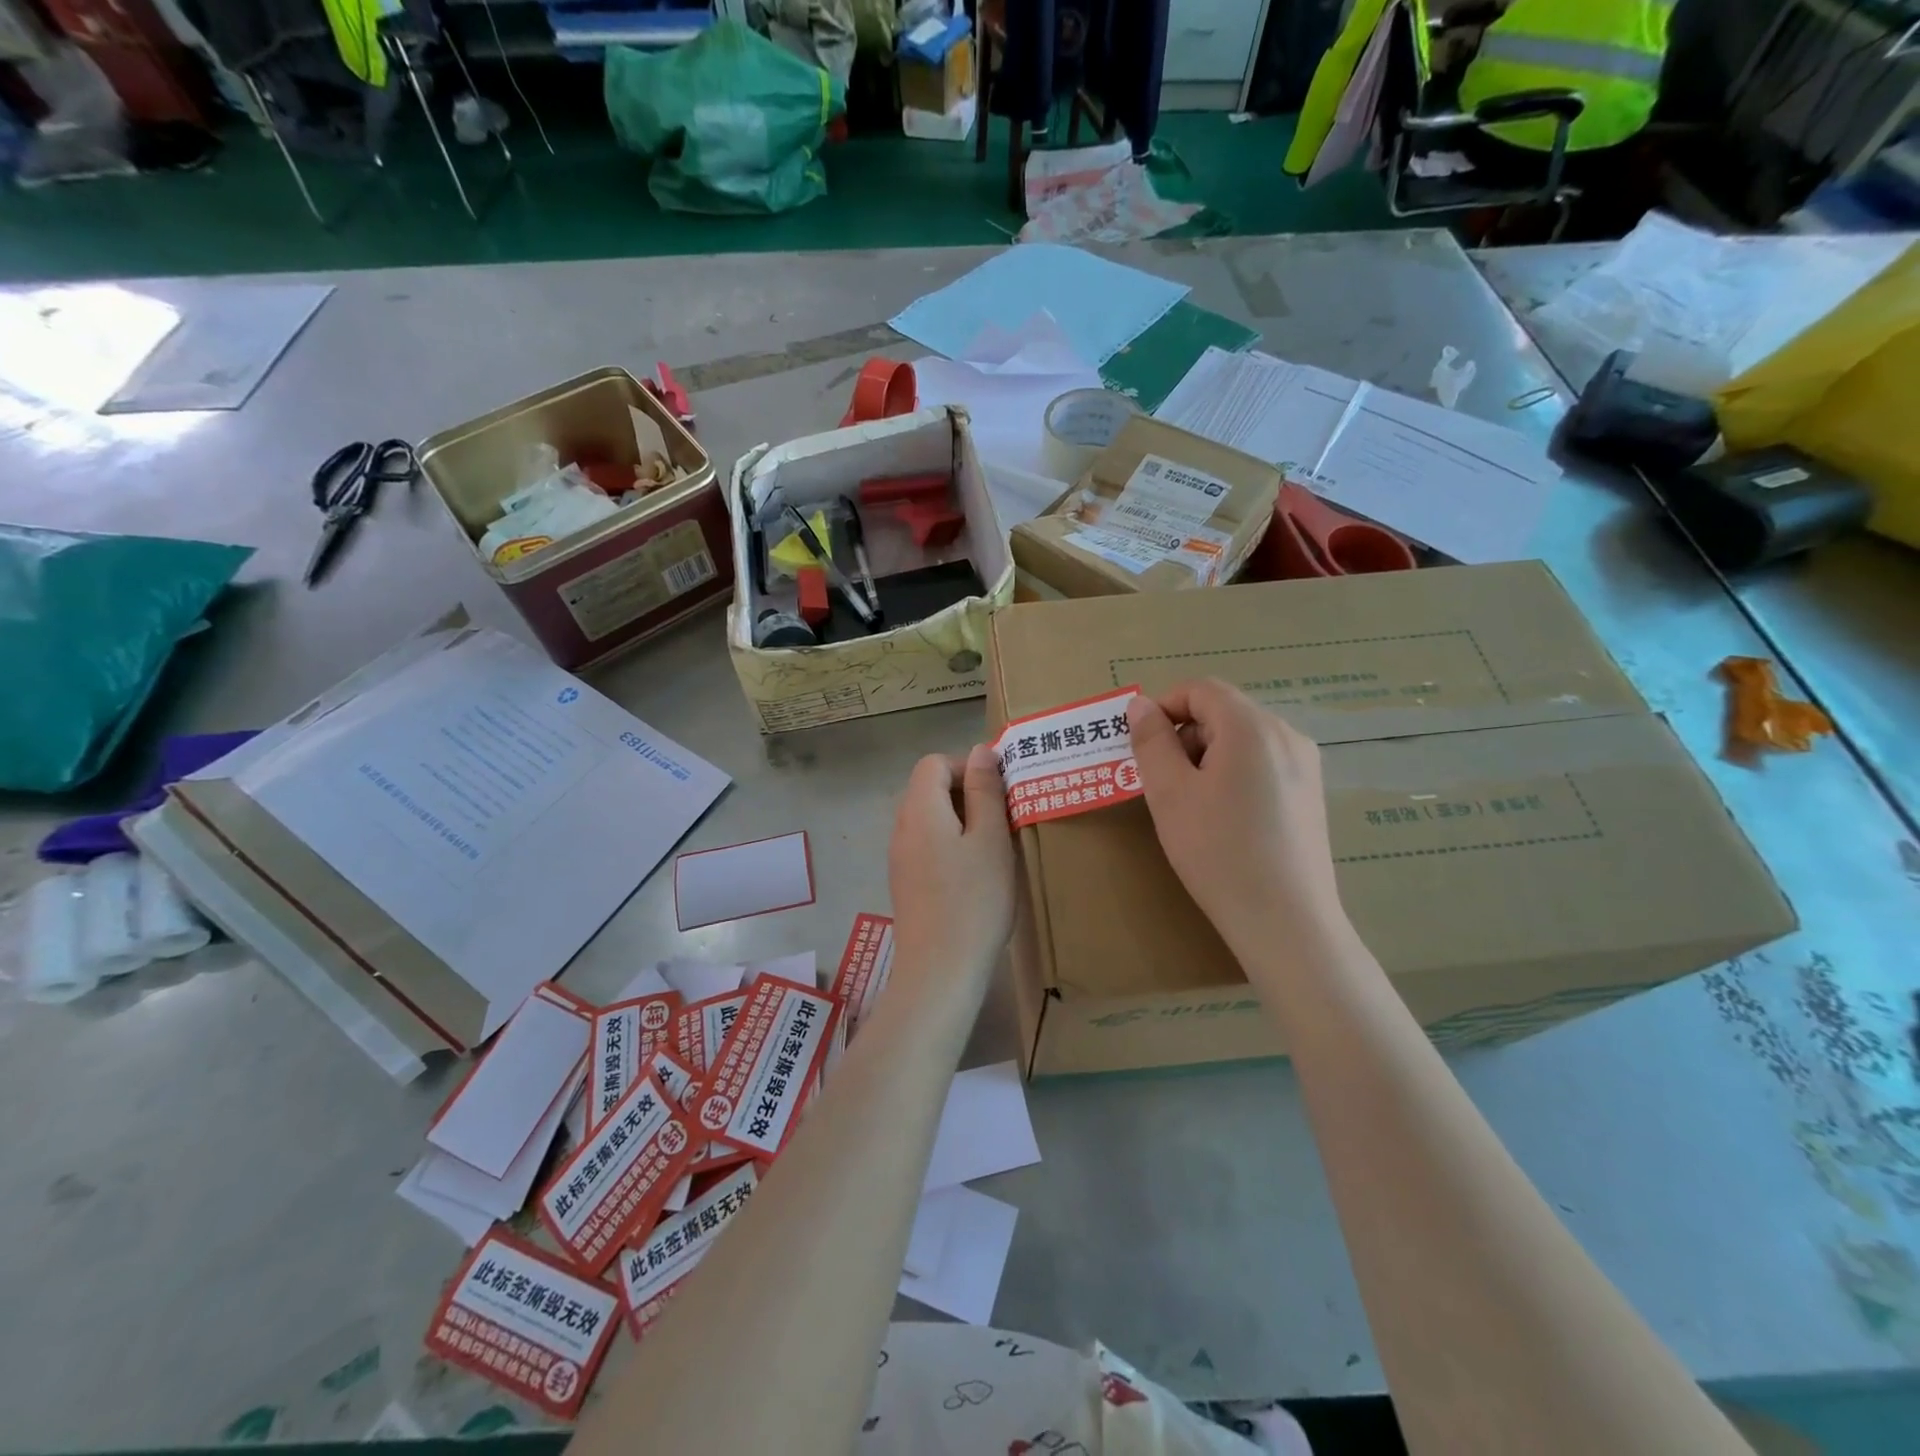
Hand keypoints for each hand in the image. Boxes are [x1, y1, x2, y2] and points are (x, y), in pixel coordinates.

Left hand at [888, 745, 1015, 989]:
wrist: (940, 971)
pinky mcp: (905, 882)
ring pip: (930, 818)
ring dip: (962, 820)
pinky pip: (927, 845)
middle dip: (967, 793)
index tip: (999, 792)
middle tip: (1002, 818)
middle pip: (928, 788)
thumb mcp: (990, 839)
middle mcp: (901, 828)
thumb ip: (985, 791)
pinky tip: (975, 873)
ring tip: (993, 845)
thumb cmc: (974, 901)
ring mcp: (900, 857)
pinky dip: (951, 844)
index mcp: (919, 810)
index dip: (967, 767)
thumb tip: (981, 751)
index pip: (933, 763)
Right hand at [1127, 680, 1345, 958]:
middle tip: (1161, 782)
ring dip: (1206, 756)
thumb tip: (1140, 704)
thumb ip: (1152, 742)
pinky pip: (1263, 763)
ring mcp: (1305, 765)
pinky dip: (1233, 773)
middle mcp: (1286, 735)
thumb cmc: (1219, 852)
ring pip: (1243, 739)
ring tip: (1190, 805)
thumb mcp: (1171, 794)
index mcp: (1252, 727)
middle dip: (1184, 736)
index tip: (1141, 745)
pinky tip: (1224, 819)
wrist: (1286, 922)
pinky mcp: (1310, 794)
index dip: (1164, 707)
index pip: (1201, 689)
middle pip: (1224, 712)